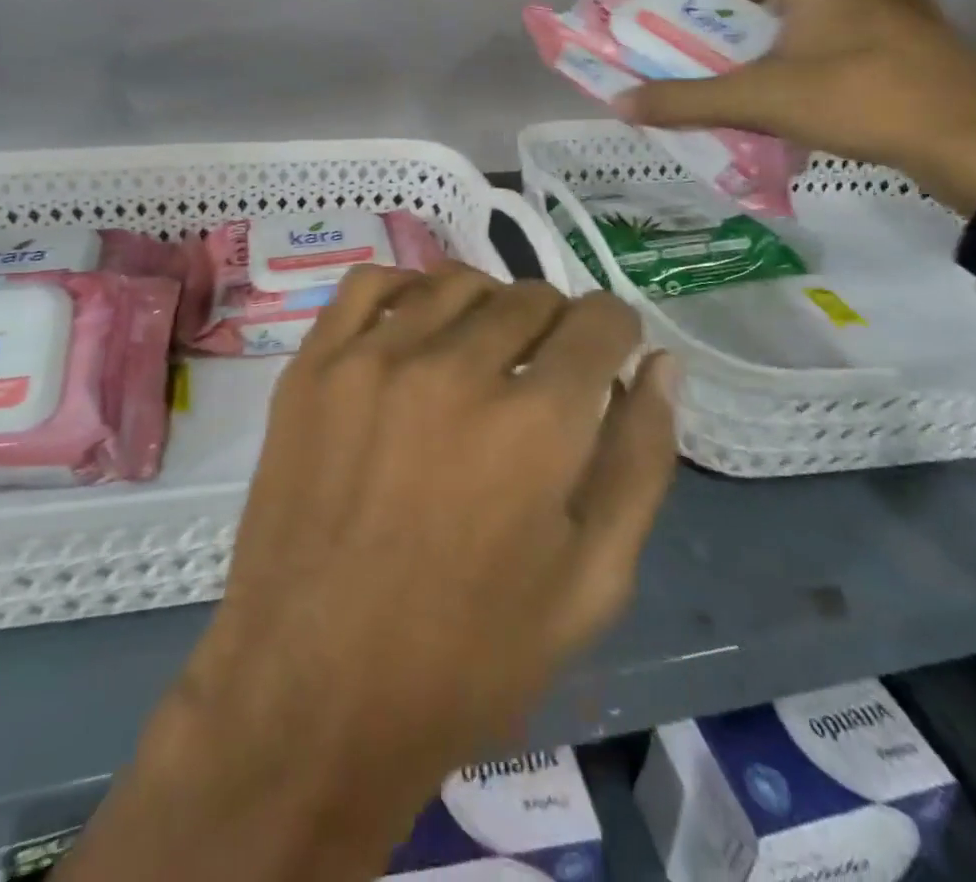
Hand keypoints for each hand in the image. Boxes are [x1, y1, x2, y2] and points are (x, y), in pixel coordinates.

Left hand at [62, 263, 677, 881]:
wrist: (312, 691)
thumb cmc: (467, 658)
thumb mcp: (592, 585)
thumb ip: (640, 461)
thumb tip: (662, 365)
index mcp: (536, 425)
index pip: (600, 322)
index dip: (616, 334)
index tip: (608, 358)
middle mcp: (456, 370)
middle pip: (530, 297)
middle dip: (555, 327)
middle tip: (543, 373)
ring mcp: (373, 360)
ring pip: (456, 284)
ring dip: (487, 307)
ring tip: (482, 352)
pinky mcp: (313, 367)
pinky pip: (370, 284)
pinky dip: (406, 289)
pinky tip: (416, 327)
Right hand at [614, 0, 975, 213]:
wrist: (968, 136)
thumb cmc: (856, 97)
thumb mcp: (758, 100)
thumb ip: (686, 100)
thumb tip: (620, 103)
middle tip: (717, 4)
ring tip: (757, 35)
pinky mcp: (913, 25)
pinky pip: (850, 4)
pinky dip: (816, 17)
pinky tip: (805, 62)